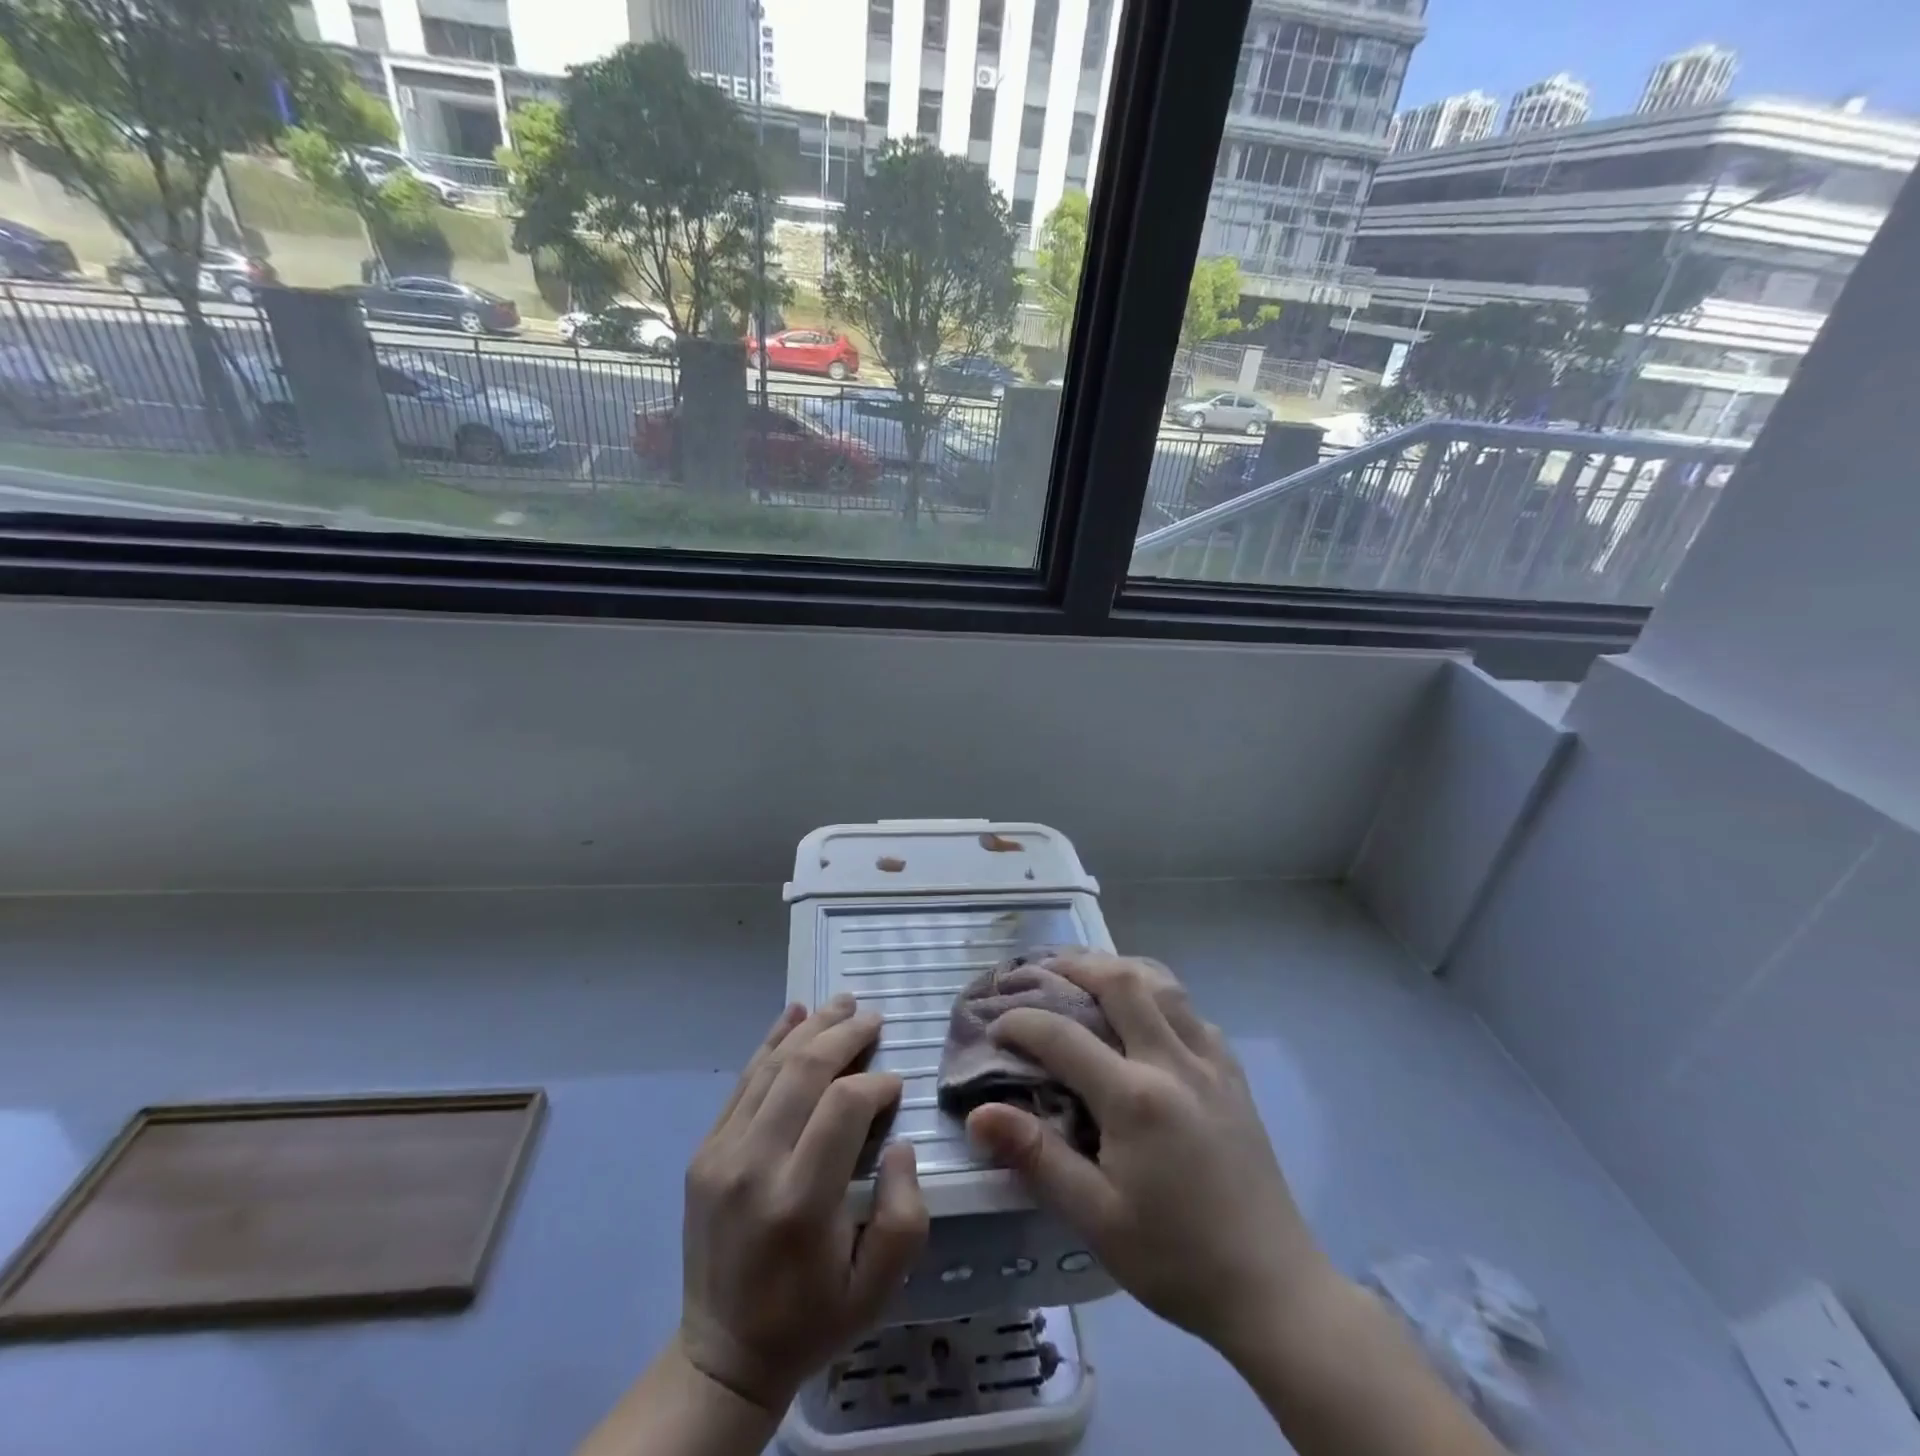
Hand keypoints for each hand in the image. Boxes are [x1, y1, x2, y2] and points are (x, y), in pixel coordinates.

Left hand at [679, 996, 928, 1412]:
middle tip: (874, 1017)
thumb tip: (897, 1141)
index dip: (876, 1083)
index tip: (897, 1084)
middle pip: (804, 1071)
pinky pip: (743, 1081)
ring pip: (771, 1066)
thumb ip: (905, 1212)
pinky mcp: (704, 1151)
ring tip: (843, 1003)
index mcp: (800, 1202)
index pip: (843, 1107)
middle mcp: (754, 1166)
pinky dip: (770, 1041)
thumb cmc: (813, 1317)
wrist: (723, 1354)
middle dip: (845, 1034)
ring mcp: (721, 1154)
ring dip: (811, 1027)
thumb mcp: (879, 1286)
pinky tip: (794, 1014)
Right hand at [965, 951, 1334, 1365]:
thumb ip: (1036, 1157)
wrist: (1272, 1289)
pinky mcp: (1233, 1073)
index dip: (1021, 1022)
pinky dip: (1158, 993)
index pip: (1063, 1036)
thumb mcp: (1096, 1218)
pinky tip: (1146, 1012)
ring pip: (1163, 983)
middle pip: (1121, 981)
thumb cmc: (1175, 1258)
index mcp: (1135, 1098)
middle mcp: (1174, 1062)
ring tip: (1088, 974)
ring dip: (1119, 968)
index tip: (994, 1027)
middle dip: (1074, 965)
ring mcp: (1211, 1061)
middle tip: (1040, 971)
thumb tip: (977, 1114)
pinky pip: (1191, 1009)